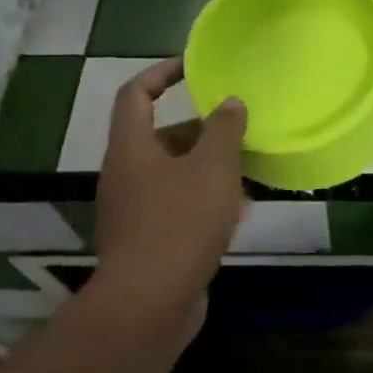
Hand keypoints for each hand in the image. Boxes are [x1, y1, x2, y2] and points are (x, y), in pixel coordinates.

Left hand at [91, 58, 246, 323]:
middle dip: (199, 130)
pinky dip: (204, 200)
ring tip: (247, 168)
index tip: (194, 67)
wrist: (148, 305)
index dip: (161, 73)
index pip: (136, 94)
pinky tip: (237, 212)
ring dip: (207, 167)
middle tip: (237, 128)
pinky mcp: (147, 243)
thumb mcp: (212, 167)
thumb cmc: (180, 223)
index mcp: (131, 149)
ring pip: (172, 175)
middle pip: (159, 137)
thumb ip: (224, 129)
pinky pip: (177, 207)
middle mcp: (125, 176)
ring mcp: (133, 212)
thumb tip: (230, 102)